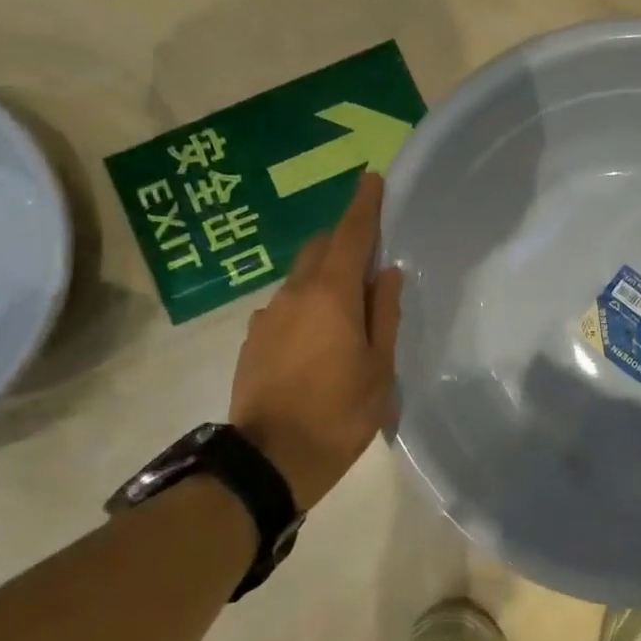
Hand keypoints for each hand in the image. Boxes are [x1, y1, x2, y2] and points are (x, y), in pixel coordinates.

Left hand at [230, 172, 403, 509]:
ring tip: (349, 306)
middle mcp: (294, 295)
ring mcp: (267, 317)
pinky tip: (320, 337)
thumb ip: (384, 315)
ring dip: (325, 276)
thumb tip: (387, 273)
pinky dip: (308, 305)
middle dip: (343, 240)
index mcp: (331, 296)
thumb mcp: (379, 368)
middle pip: (319, 249)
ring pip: (301, 279)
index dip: (363, 207)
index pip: (349, 236)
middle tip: (370, 253)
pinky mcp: (253, 340)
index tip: (372, 179)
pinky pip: (286, 306)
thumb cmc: (339, 413)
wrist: (270, 461)